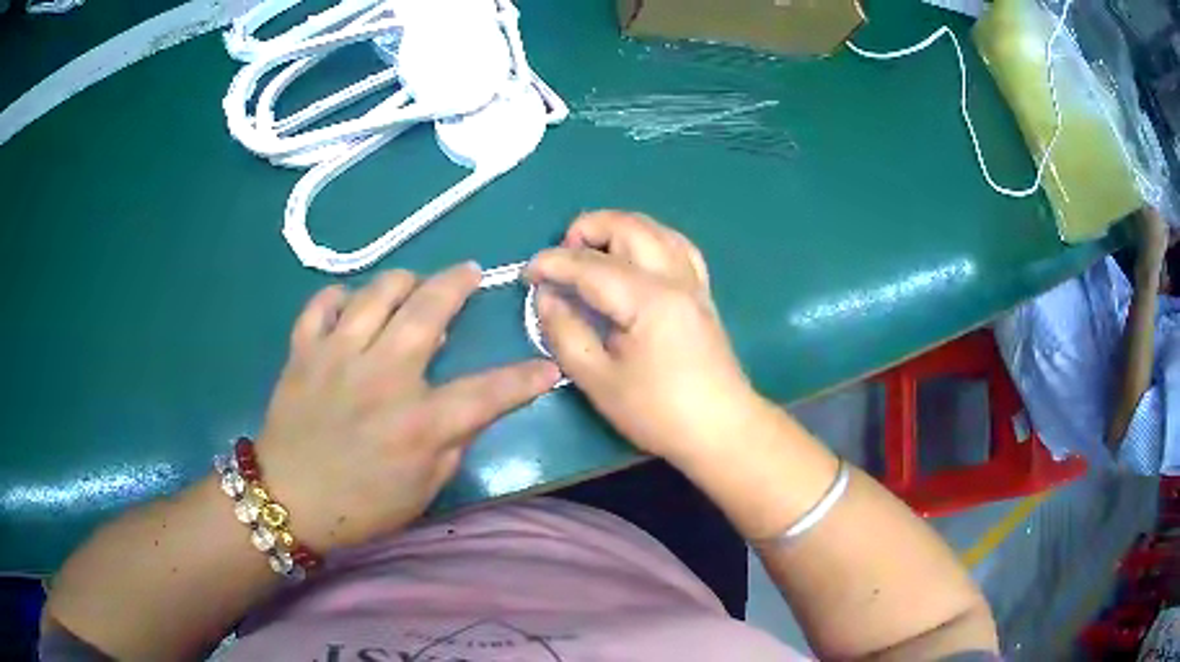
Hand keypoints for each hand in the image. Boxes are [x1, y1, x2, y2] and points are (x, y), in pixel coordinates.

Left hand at [255, 264, 560, 551]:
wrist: (288, 500)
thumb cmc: (361, 505)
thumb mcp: (423, 490)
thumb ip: (454, 444)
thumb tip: (475, 406)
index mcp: (418, 424)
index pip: (488, 392)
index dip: (525, 378)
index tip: (547, 366)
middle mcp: (381, 378)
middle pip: (428, 310)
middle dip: (458, 283)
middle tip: (470, 273)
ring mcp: (337, 357)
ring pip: (377, 291)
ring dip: (405, 279)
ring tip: (414, 284)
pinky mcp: (303, 350)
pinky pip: (323, 302)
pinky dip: (342, 296)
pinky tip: (353, 307)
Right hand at [526, 211, 761, 463]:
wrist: (721, 429)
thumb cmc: (658, 412)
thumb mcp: (598, 381)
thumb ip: (565, 333)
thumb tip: (546, 297)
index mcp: (647, 300)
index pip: (590, 265)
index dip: (552, 263)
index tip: (526, 274)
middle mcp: (674, 278)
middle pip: (629, 227)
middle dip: (587, 228)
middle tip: (560, 257)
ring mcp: (693, 282)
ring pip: (655, 229)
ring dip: (618, 229)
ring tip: (591, 251)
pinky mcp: (702, 293)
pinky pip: (677, 247)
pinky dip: (649, 239)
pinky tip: (635, 255)